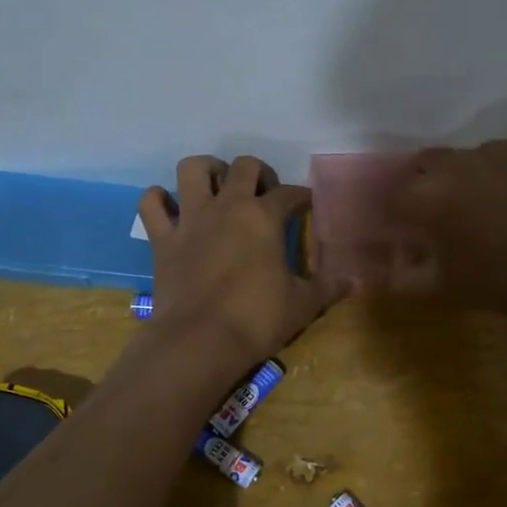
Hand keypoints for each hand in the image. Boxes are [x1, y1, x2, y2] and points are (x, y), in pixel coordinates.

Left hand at [138, 155, 346, 369]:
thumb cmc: (256, 319)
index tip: (307, 204)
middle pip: (244, 166)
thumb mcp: (302, 304)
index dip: (302, 196)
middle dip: (259, 173)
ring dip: (207, 170)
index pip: (290, 194)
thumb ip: (328, 288)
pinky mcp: (162, 239)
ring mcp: (191, 219)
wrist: (199, 340)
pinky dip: (159, 200)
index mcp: (264, 217)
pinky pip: (152, 204)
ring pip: (193, 168)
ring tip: (217, 186)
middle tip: (264, 195)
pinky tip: (171, 207)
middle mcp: (227, 206)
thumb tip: (355, 281)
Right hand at [377, 140, 506, 321]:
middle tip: (436, 211)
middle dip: (422, 184)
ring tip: (479, 204)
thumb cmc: (502, 284)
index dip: (395, 210)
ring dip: (460, 176)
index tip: (403, 225)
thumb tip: (387, 268)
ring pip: (462, 158)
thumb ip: (404, 278)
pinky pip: (498, 155)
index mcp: (427, 197)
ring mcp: (494, 151)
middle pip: (423, 164)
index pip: (393, 194)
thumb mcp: (443, 289)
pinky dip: (495, 172)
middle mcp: (455, 164)